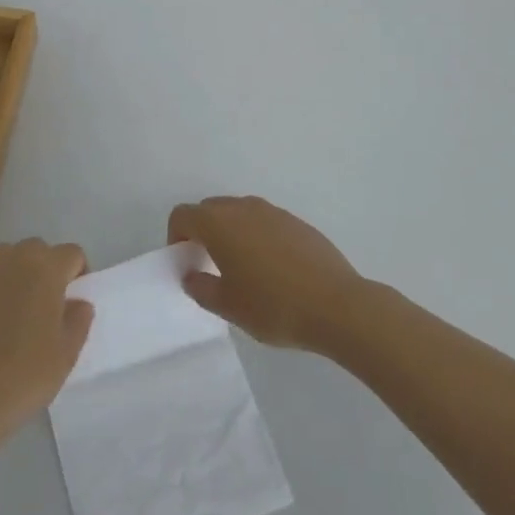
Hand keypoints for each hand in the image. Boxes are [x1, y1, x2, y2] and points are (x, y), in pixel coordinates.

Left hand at [0, 239, 93, 454]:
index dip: (78, 273)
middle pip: (38, 250)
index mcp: (46, 269)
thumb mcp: (66, 355)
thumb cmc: (23, 375)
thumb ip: (79, 320)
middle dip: (46, 270)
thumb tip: (79, 302)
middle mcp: (13, 257)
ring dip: (17, 274)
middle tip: (45, 307)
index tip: (72, 302)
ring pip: (8, 258)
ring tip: (14, 311)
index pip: (72, 253)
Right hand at [168, 196, 363, 353]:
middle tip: (209, 264)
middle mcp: (243, 208)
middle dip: (202, 231)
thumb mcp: (229, 307)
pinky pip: (264, 221)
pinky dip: (256, 235)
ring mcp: (273, 212)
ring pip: (239, 212)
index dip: (176, 236)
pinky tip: (272, 268)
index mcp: (219, 223)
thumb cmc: (274, 307)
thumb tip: (191, 275)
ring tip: (241, 267)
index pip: (183, 215)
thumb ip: (201, 288)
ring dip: (230, 231)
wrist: (338, 306)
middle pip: (210, 209)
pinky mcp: (297, 222)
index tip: (185, 262)